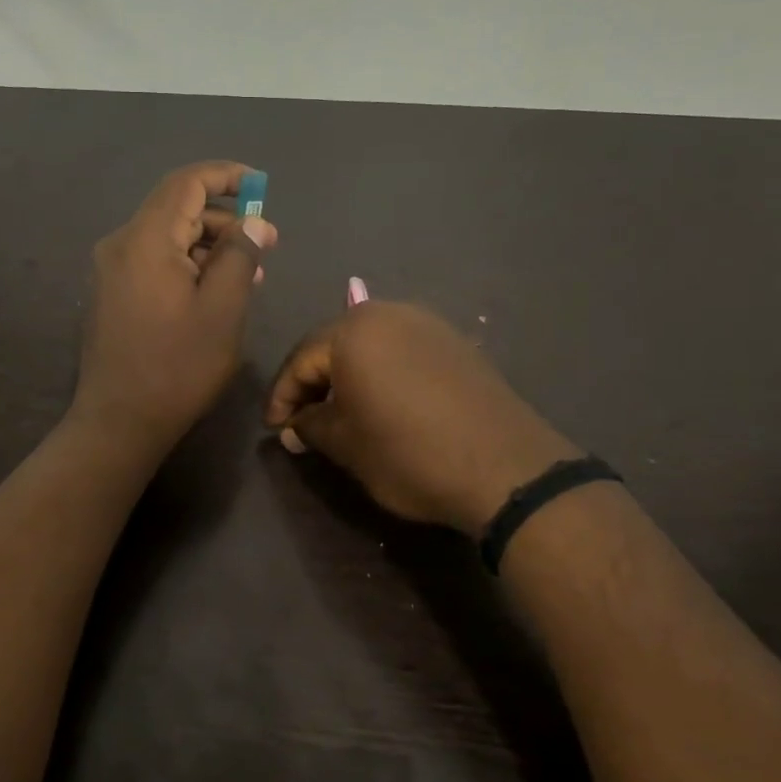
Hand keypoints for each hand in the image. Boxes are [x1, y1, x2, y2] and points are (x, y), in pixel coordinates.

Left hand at [71, 161, 277, 456]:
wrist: (119, 422)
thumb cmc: (178, 367)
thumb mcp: (223, 310)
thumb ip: (240, 256)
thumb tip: (253, 223)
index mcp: (146, 239)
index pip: (186, 183)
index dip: (226, 176)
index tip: (261, 187)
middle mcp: (121, 244)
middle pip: (175, 209)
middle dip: (223, 219)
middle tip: (266, 244)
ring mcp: (110, 271)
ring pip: (166, 238)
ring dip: (208, 246)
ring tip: (249, 274)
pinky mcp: (111, 295)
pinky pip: (154, 262)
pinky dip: (187, 265)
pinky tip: (213, 292)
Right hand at [264, 302, 579, 535]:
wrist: (505, 468)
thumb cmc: (409, 453)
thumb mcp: (347, 445)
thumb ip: (310, 427)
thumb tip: (293, 427)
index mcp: (353, 330)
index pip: (300, 359)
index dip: (282, 397)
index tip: (275, 430)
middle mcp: (389, 313)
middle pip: (334, 344)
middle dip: (314, 383)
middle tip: (302, 421)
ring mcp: (428, 324)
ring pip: (370, 345)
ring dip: (348, 377)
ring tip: (340, 413)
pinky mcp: (455, 343)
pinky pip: (402, 351)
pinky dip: (382, 373)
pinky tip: (382, 404)